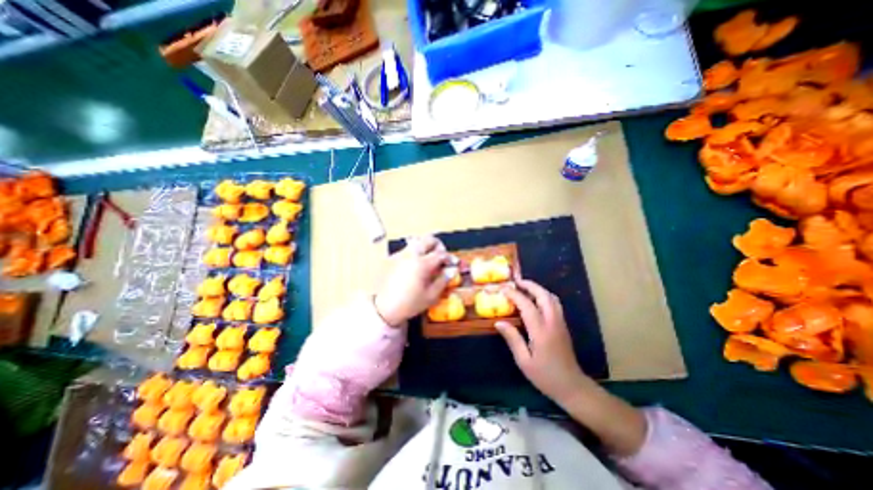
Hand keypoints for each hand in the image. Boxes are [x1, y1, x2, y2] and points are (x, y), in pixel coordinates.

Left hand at [373, 235, 448, 326]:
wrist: (385, 308)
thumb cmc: (409, 304)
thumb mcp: (431, 295)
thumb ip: (443, 280)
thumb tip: (452, 270)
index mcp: (421, 264)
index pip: (440, 253)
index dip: (449, 257)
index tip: (453, 264)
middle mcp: (411, 255)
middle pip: (429, 239)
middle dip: (439, 246)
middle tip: (442, 257)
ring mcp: (401, 255)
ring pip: (418, 241)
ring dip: (427, 247)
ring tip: (430, 260)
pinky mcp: (394, 258)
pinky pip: (408, 248)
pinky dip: (417, 252)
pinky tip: (418, 265)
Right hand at [495, 282, 642, 457]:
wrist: (572, 387)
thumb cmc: (545, 376)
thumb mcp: (524, 361)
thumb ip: (512, 339)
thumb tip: (499, 322)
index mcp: (541, 331)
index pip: (527, 305)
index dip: (515, 295)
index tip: (504, 290)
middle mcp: (553, 322)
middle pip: (544, 296)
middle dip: (530, 285)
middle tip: (516, 282)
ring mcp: (560, 323)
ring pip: (551, 298)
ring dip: (538, 289)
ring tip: (525, 288)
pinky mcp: (563, 326)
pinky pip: (554, 304)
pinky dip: (544, 296)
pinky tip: (535, 300)